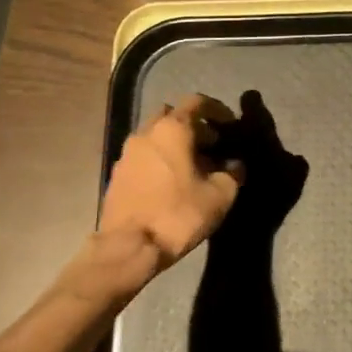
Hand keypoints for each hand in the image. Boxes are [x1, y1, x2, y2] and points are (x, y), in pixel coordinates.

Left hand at [97, 94, 244, 270]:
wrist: (127, 249)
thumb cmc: (177, 215)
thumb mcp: (220, 195)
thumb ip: (233, 173)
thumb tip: (235, 165)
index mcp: (172, 129)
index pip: (197, 102)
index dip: (217, 109)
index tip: (229, 124)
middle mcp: (146, 132)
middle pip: (172, 114)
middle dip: (193, 124)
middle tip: (210, 144)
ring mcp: (127, 153)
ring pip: (155, 134)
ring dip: (174, 142)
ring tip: (191, 166)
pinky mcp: (117, 175)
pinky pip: (143, 155)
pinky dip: (159, 158)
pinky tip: (170, 182)